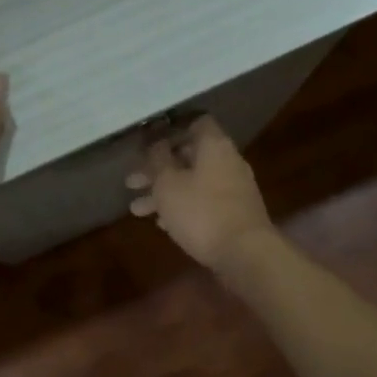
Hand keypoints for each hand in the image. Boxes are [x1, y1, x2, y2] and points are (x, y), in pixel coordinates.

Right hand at [126, 116, 274, 270]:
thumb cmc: (201, 212)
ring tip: (137, 210)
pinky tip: (162, 224)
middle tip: (131, 183)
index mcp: (214, 146)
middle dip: (158, 169)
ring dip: (165, 192)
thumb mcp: (168, 184)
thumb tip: (156, 144)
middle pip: (189, 156)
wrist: (245, 253)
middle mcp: (228, 161)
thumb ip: (157, 160)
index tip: (147, 143)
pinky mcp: (235, 213)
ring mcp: (234, 188)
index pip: (195, 123)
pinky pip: (204, 202)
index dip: (170, 130)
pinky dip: (183, 208)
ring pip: (193, 182)